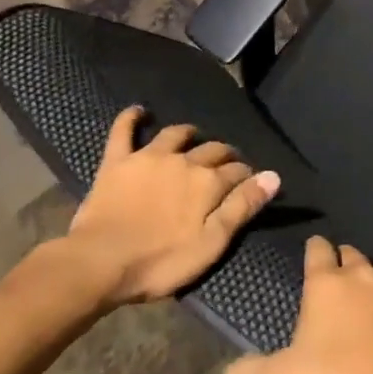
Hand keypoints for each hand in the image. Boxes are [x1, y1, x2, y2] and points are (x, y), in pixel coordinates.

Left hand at [61, 107, 280, 305]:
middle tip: (226, 163)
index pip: (236, 171)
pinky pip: (124, 131)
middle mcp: (183, 160)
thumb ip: (242, 207)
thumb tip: (273, 176)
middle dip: (223, 153)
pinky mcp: (118, 161)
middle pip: (211, 149)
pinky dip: (131, 118)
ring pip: (174, 135)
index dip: (246, 175)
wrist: (99, 262)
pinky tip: (138, 111)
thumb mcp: (210, 244)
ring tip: (193, 137)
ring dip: (187, 134)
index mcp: (207, 182)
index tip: (250, 181)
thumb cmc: (159, 262)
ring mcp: (149, 157)